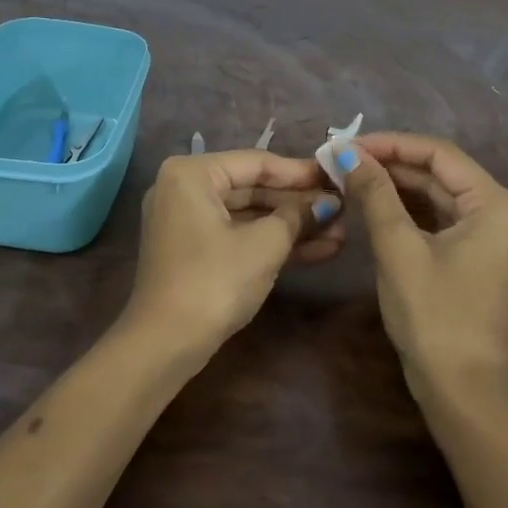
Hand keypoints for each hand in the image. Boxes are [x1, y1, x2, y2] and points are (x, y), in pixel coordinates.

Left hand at [126, 150, 344, 354]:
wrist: (165, 345)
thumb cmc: (215, 281)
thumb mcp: (265, 245)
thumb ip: (298, 216)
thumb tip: (329, 202)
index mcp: (192, 173)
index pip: (257, 163)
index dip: (301, 172)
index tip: (338, 176)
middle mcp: (184, 188)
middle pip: (253, 188)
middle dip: (299, 204)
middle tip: (343, 209)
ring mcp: (187, 220)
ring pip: (249, 215)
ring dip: (292, 226)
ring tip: (339, 233)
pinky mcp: (194, 249)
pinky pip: (238, 234)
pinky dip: (271, 242)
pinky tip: (317, 250)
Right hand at [333, 133, 507, 406]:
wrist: (463, 394)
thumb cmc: (434, 316)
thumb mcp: (398, 249)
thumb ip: (374, 194)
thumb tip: (345, 153)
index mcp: (496, 205)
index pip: (439, 154)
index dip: (391, 144)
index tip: (347, 145)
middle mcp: (504, 214)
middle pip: (441, 174)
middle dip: (391, 165)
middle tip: (342, 162)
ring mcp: (494, 240)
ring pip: (440, 197)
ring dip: (397, 187)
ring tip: (351, 178)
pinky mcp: (480, 260)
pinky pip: (442, 221)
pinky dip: (410, 212)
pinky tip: (375, 206)